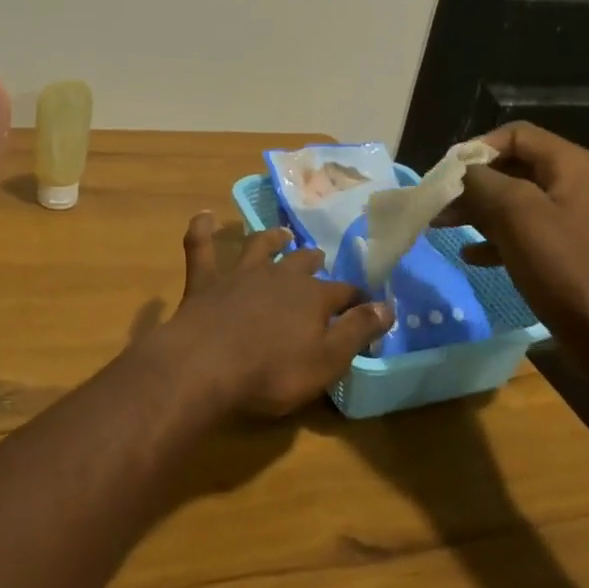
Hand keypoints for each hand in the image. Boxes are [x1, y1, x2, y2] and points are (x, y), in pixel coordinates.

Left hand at [155, 213, 391, 418]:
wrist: (205, 366)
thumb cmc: (272, 371)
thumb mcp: (327, 360)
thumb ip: (357, 330)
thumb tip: (387, 306)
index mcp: (312, 297)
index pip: (344, 293)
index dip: (357, 298)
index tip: (367, 302)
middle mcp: (279, 276)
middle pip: (302, 262)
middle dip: (313, 261)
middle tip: (319, 259)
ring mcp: (240, 274)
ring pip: (259, 246)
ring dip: (271, 238)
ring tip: (281, 233)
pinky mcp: (205, 281)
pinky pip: (201, 248)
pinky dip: (202, 230)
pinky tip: (203, 216)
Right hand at [441, 122, 588, 350]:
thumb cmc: (562, 266)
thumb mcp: (516, 214)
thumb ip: (482, 182)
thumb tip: (459, 171)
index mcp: (570, 164)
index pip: (515, 135)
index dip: (477, 148)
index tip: (446, 173)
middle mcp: (572, 183)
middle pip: (511, 166)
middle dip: (471, 182)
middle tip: (438, 201)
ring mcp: (568, 217)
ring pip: (512, 200)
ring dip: (475, 210)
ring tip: (440, 226)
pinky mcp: (562, 248)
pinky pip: (520, 231)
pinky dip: (493, 238)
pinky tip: (470, 256)